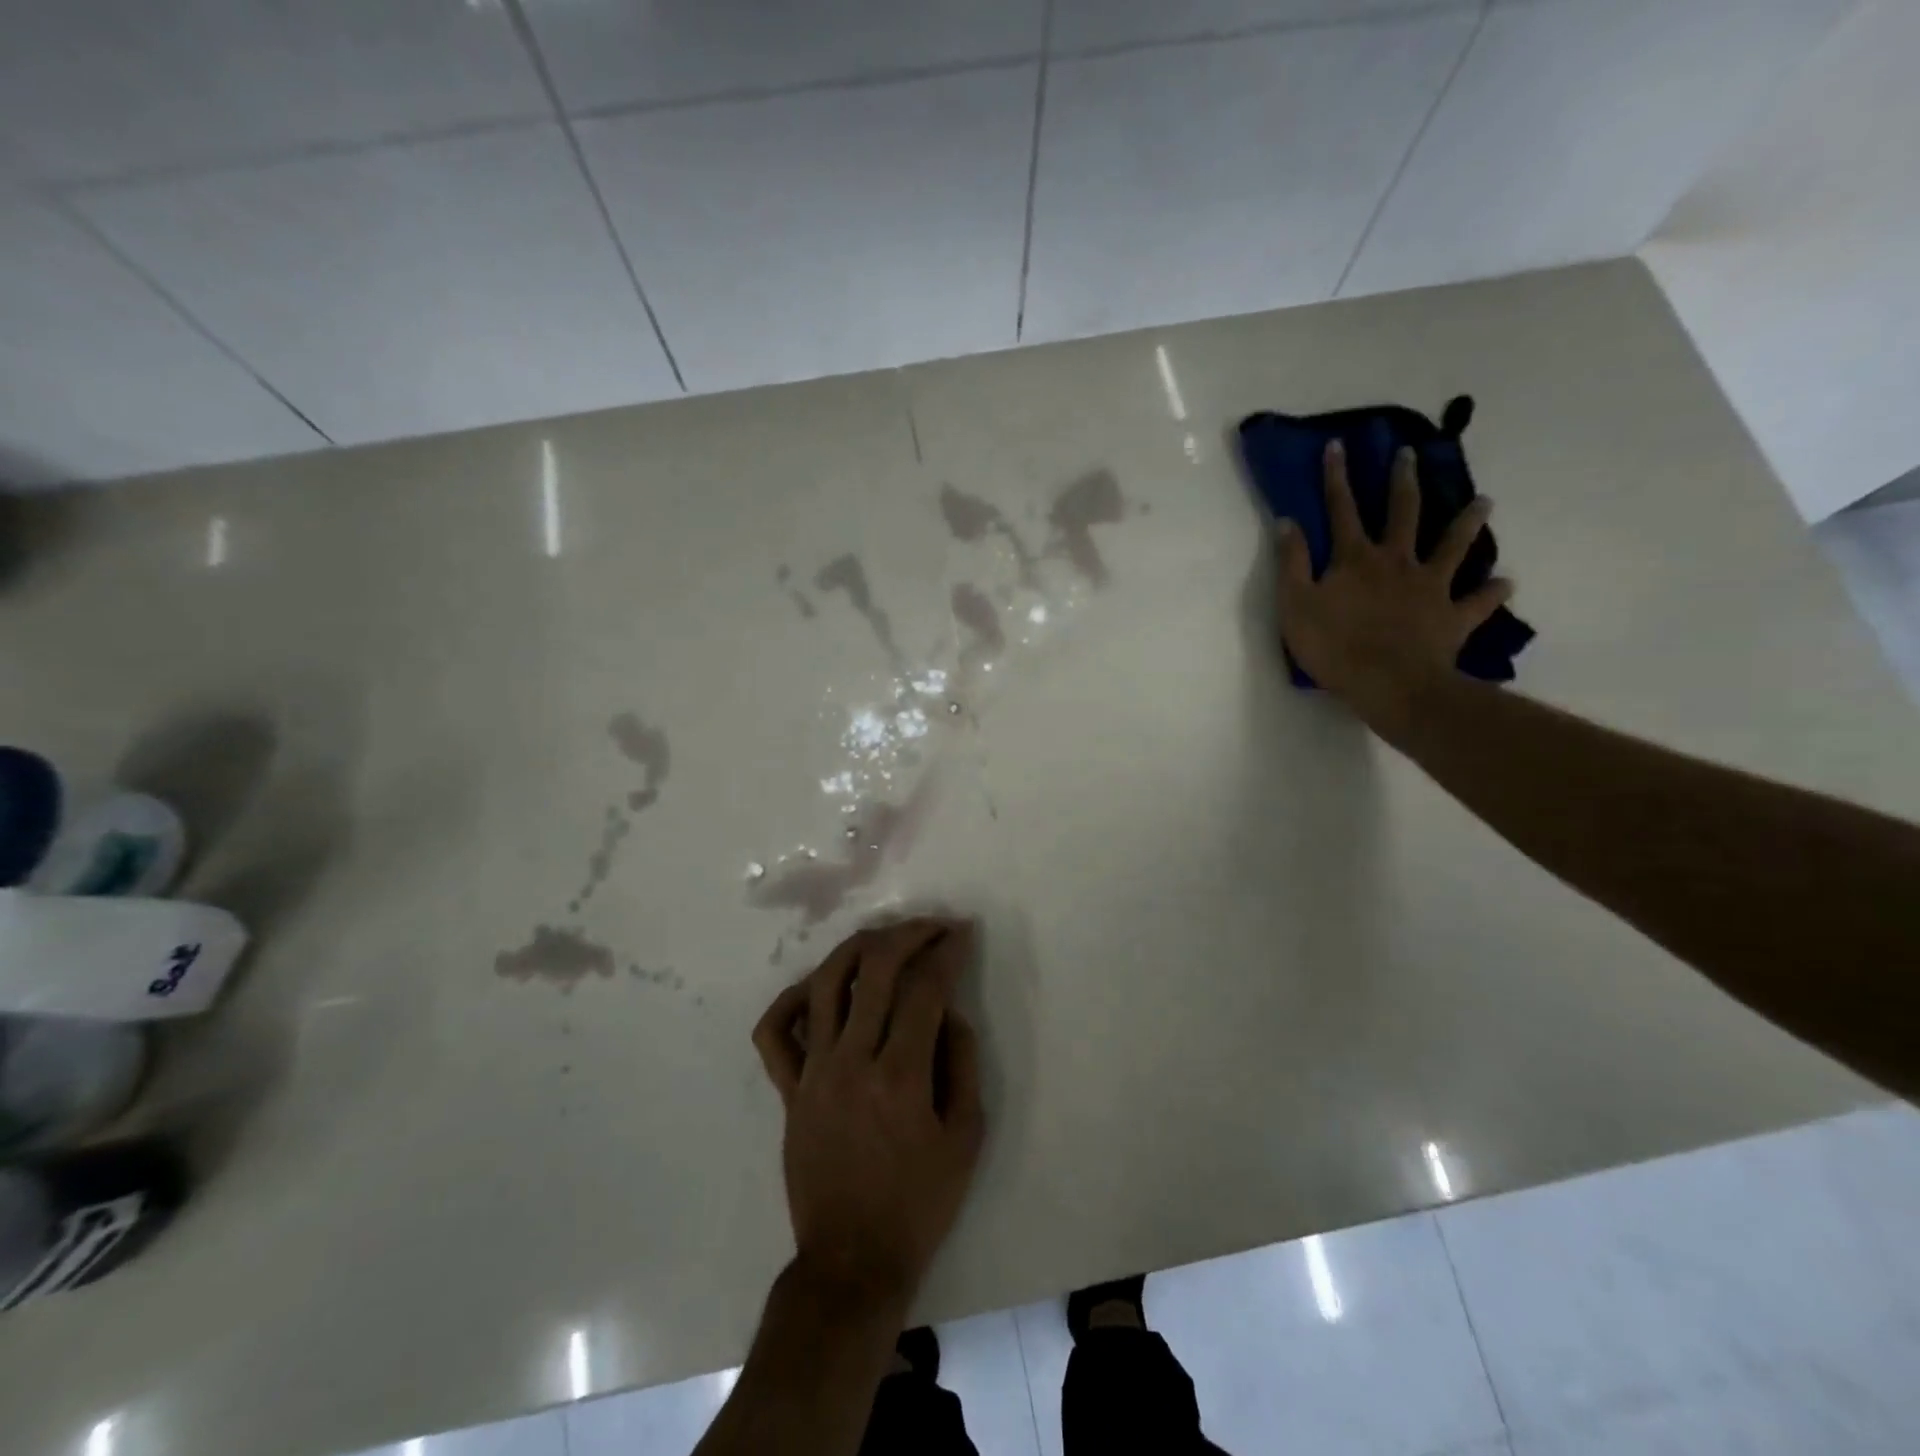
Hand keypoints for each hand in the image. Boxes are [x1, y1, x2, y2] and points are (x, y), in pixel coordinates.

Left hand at [752, 918, 984, 1314]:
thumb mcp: (965, 1138)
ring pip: (826, 983)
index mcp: (901, 1077)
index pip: (925, 989)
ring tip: (883, 938)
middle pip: (876, 970)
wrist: (851, 1261)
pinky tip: (820, 986)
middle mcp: (852, 1062)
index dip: (947, 952)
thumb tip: (950, 1010)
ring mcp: (813, 1072)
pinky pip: (775, 1031)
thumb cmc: (918, 1203)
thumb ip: (963, 1063)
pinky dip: (792, 997)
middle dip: (908, 934)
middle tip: (932, 926)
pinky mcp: (788, 1089)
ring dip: (857, 947)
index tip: (962, 933)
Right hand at [1276, 440, 1512, 732]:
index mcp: (1356, 559)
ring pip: (1454, 546)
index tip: (1338, 446)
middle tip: (1410, 454)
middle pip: (1403, 514)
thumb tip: (1288, 523)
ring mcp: (1431, 586)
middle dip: (1403, 481)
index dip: (1337, 477)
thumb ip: (1292, 563)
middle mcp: (1397, 562)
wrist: (1388, 684)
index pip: (1342, 509)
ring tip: (1484, 501)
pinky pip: (1478, 601)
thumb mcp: (1295, 605)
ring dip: (1468, 522)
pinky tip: (1505, 583)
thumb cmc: (1333, 646)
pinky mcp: (1453, 615)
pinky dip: (1492, 592)